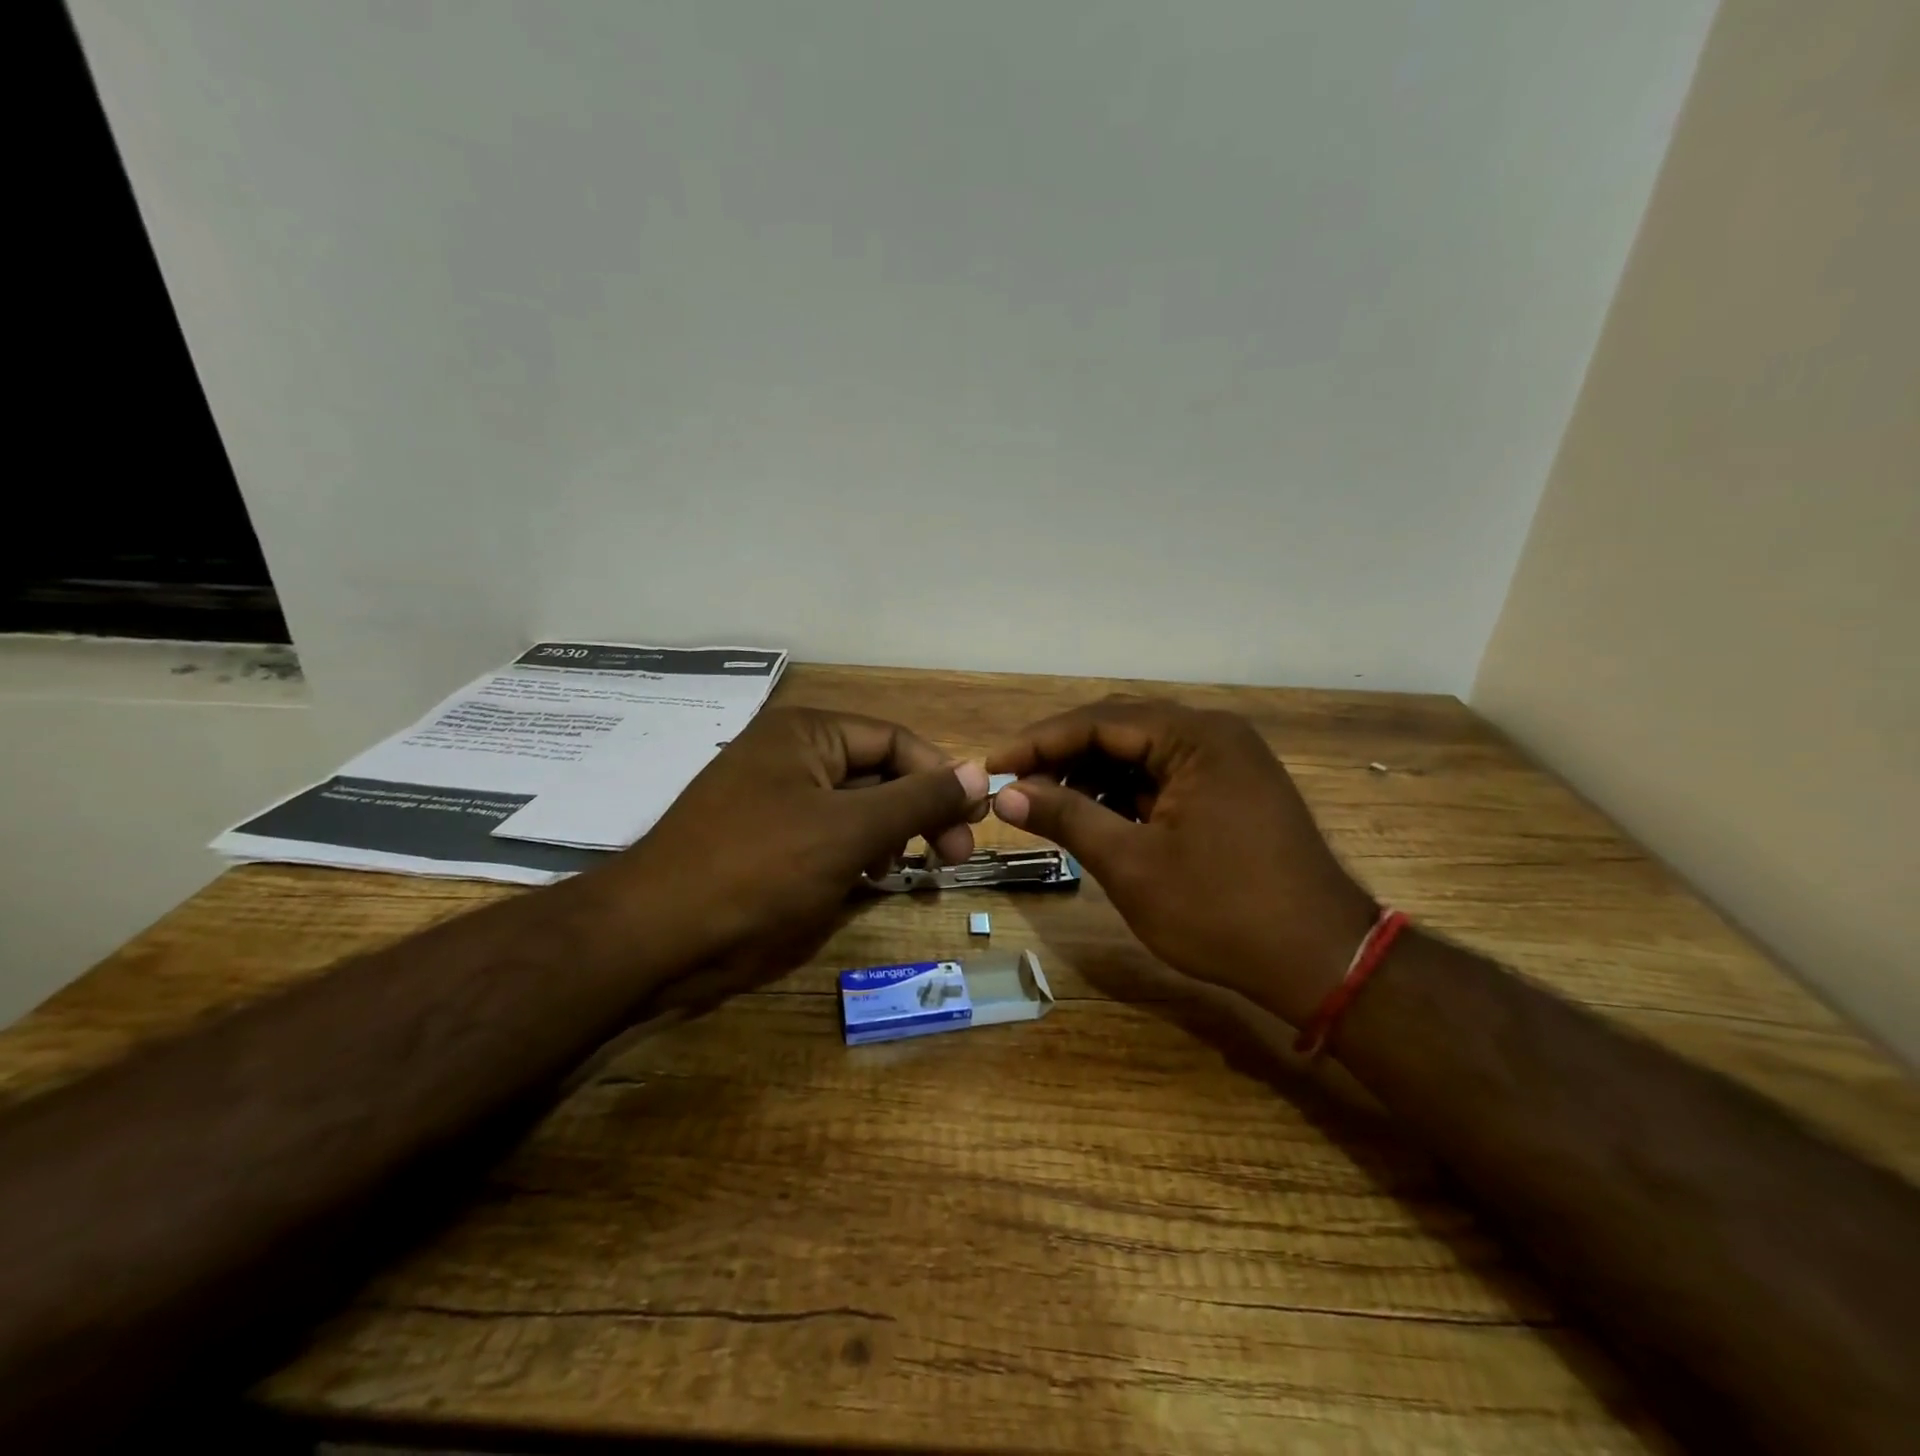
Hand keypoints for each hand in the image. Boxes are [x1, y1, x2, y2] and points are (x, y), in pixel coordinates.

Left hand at [601, 708, 989, 1010]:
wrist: (656, 939)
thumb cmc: (759, 870)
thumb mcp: (850, 831)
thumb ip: (919, 799)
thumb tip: (982, 772)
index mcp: (807, 733)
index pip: (896, 741)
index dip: (941, 777)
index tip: (976, 821)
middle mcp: (792, 756)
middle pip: (879, 773)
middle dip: (919, 811)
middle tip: (953, 855)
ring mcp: (776, 800)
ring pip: (857, 808)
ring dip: (891, 835)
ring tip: (908, 868)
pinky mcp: (768, 842)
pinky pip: (829, 836)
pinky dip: (858, 854)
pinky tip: (869, 879)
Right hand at [988, 697, 1374, 1025]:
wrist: (1321, 961)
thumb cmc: (1221, 911)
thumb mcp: (1132, 864)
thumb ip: (1067, 817)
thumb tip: (1007, 794)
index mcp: (1195, 737)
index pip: (1098, 721)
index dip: (1038, 743)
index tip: (992, 767)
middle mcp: (1214, 734)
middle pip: (1120, 729)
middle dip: (1062, 756)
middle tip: (1014, 784)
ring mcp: (1228, 761)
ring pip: (1141, 753)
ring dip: (1091, 775)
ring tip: (1046, 805)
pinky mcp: (1232, 789)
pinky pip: (1164, 776)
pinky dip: (1124, 793)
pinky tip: (1094, 816)